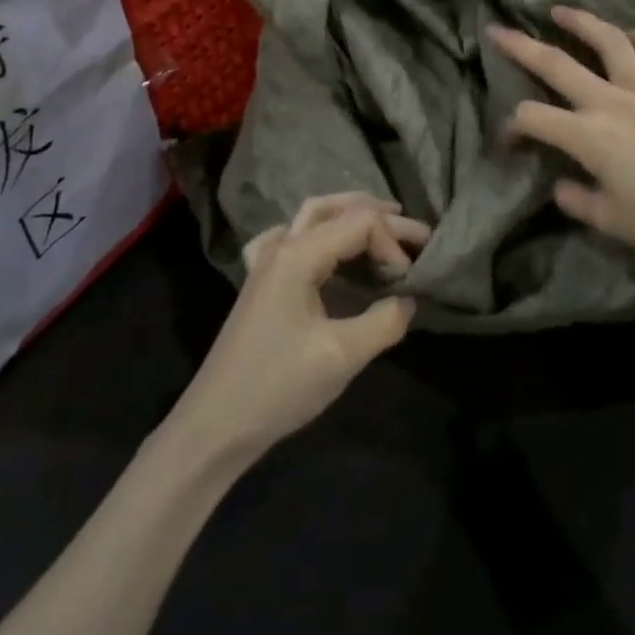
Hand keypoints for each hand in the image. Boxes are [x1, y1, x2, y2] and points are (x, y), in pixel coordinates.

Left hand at [168, 194, 427, 467]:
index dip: (393, 245)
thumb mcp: (342, 356)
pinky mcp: (260, 282)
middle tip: (419, 235)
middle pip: (337, 210)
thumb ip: (384, 321)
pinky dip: (314, 232)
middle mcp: (281, 246)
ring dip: (350, 216)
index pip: (360, 223)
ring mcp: (266, 262)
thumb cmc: (279, 387)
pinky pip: (288, 238)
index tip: (408, 283)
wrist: (216, 424)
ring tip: (383, 226)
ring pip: (312, 216)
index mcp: (298, 255)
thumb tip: (409, 299)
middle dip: (381, 217)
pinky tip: (322, 246)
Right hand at [489, 7, 634, 271]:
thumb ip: (577, 200)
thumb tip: (562, 185)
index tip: (510, 143)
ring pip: (609, 42)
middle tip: (497, 30)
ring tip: (559, 11)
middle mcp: (612, 102)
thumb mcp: (611, 222)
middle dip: (521, 46)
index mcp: (588, 136)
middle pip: (557, 64)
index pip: (532, 118)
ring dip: (581, 22)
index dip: (512, 128)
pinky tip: (631, 37)